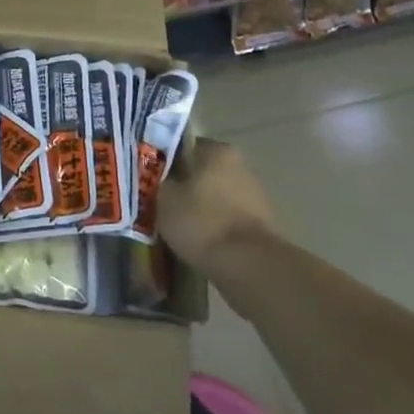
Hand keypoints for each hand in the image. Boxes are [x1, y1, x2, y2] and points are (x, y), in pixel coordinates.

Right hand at [158, 139, 277, 272]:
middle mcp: (240, 165)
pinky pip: (228, 219)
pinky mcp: (262, 224)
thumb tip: (159, 179)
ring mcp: (255, 194)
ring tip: (179, 229)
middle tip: (162, 206)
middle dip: (183, 187)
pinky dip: (215, 227)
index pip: (183, 146)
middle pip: (201, 172)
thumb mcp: (164, 198)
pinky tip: (201, 243)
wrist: (249, 267)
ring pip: (215, 196)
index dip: (164, 164)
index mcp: (217, 150)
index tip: (152, 182)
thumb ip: (158, 181)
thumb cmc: (202, 222)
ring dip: (200, 208)